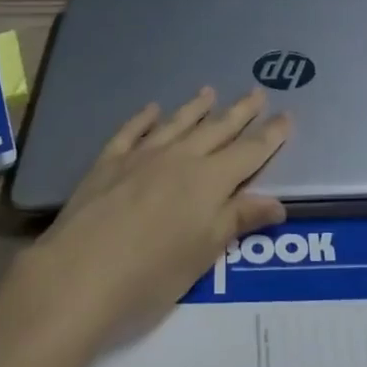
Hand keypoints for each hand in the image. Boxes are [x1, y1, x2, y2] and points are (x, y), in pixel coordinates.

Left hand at [27, 88, 291, 336]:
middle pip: (217, 130)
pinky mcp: (108, 162)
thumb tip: (277, 201)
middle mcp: (180, 158)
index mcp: (209, 182)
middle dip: (240, 112)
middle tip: (257, 92)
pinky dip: (144, 118)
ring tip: (209, 91)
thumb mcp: (203, 254)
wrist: (80, 274)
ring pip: (177, 123)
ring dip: (195, 108)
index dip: (270, 136)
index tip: (287, 116)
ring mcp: (141, 155)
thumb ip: (237, 220)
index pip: (248, 153)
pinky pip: (132, 131)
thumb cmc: (151, 275)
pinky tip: (152, 108)